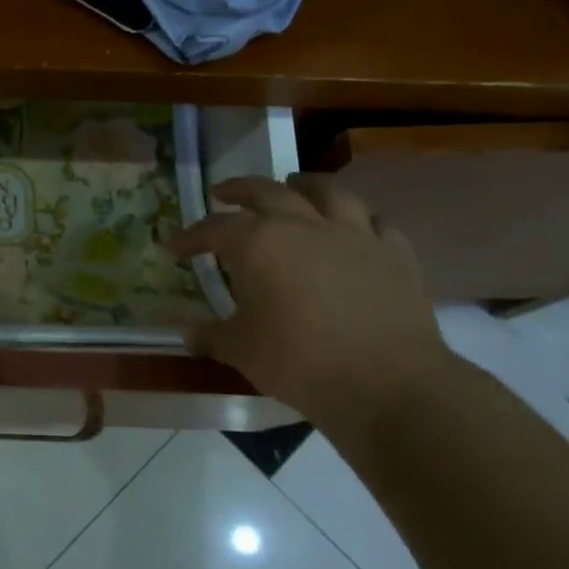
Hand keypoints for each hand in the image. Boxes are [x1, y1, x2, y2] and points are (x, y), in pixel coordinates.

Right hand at [172, 176, 450, 436]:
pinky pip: (374, 221)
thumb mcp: (240, 350)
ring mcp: (354, 234)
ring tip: (292, 184)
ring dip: (303, 184)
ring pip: (326, 192)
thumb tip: (186, 333)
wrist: (386, 383)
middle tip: (223, 194)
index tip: (173, 246)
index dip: (190, 237)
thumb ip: (210, 335)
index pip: (214, 229)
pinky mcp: (394, 253)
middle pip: (266, 192)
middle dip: (239, 190)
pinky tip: (352, 226)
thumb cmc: (298, 362)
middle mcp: (303, 225)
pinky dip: (357, 218)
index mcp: (258, 243)